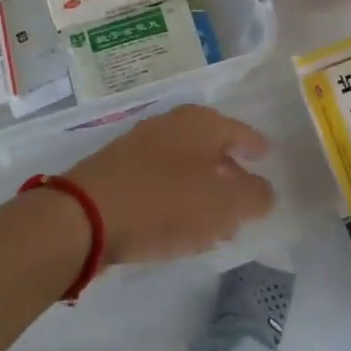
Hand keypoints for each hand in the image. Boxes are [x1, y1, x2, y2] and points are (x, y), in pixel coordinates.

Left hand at [65, 104, 273, 266]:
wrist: (84, 216)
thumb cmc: (164, 203)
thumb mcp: (224, 204)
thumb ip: (254, 196)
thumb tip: (262, 191)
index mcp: (199, 123)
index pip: (239, 131)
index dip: (255, 145)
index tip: (266, 157)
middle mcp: (169, 125)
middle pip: (210, 148)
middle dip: (229, 174)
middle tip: (244, 200)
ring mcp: (138, 146)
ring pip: (184, 167)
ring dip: (202, 191)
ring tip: (215, 224)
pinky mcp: (116, 172)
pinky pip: (159, 182)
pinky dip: (175, 200)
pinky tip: (179, 227)